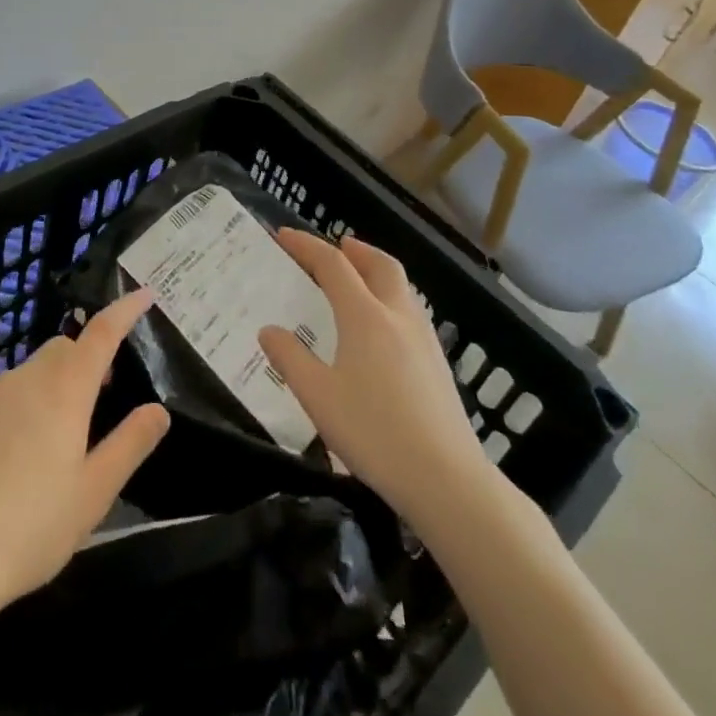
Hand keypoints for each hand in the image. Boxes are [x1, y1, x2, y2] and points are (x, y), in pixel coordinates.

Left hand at [0, 288, 169, 614]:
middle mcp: (28, 379)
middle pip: (65, 346)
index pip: (102, 332)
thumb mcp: (94, 494)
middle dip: (89, 355)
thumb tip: (158, 409)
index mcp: (65, 390)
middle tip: (106, 391)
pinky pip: (9, 393)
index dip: (125, 309)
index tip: (145, 294)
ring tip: (66, 429)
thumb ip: (130, 445)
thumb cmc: (30, 528)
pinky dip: (28, 402)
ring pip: (35, 368)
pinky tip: (23, 453)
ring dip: (58, 380)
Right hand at [258, 230, 492, 533]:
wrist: (447, 479)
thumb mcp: (318, 397)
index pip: (333, 264)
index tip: (284, 236)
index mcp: (364, 316)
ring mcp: (424, 338)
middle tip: (334, 248)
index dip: (306, 246)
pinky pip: (411, 310)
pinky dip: (391, 298)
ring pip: (401, 286)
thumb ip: (289, 359)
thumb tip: (268, 331)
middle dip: (354, 249)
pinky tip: (383, 328)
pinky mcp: (438, 363)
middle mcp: (397, 315)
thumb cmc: (374, 433)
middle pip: (379, 264)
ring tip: (357, 282)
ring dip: (376, 271)